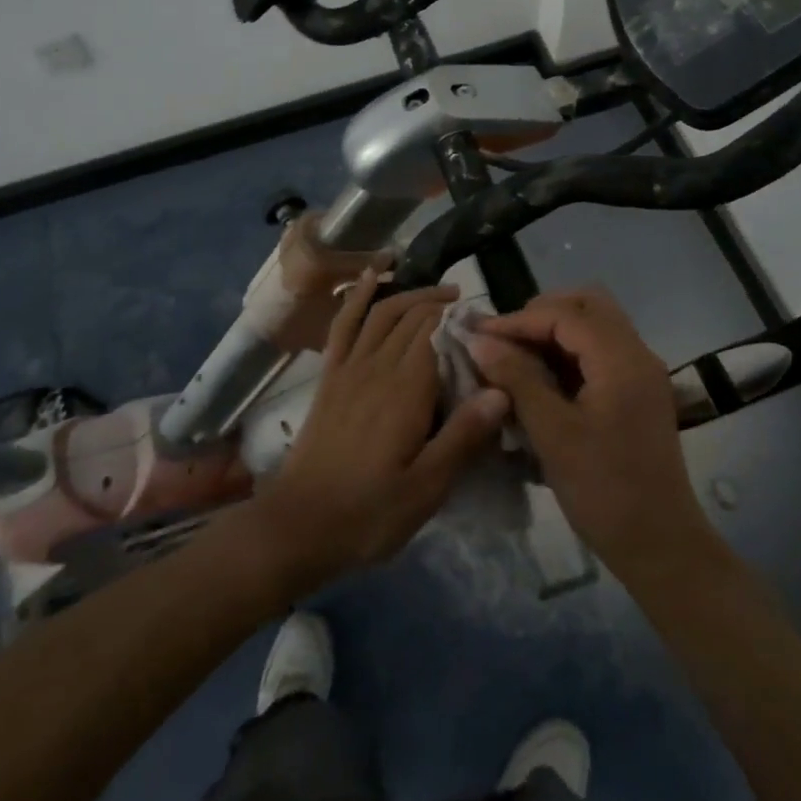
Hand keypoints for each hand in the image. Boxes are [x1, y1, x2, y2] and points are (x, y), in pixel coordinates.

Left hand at [253, 269, 508, 594]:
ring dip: (411, 294)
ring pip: (384, 313)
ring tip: (440, 292)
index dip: (463, 322)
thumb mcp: (427, 488)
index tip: (488, 325)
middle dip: (443, 305)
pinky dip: (359, 296)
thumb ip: (463, 437)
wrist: (299, 525)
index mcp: (406, 390)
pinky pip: (345, 324)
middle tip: (471, 311)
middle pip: (413, 318)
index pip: (438, 333)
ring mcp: (349, 368)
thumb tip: (501, 390)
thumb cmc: (370, 512)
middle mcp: (378, 366)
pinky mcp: (330, 376)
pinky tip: (372, 276)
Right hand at [469, 287, 712, 578]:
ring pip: (595, 327)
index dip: (518, 320)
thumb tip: (479, 340)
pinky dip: (568, 353)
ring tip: (514, 356)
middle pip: (588, 306)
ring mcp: (640, 374)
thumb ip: (516, 378)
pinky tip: (538, 378)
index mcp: (622, 359)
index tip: (479, 334)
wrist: (660, 545)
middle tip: (503, 338)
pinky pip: (600, 353)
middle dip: (541, 314)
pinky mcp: (636, 393)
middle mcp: (637, 355)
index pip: (566, 314)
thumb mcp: (552, 433)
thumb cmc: (604, 490)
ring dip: (554, 332)